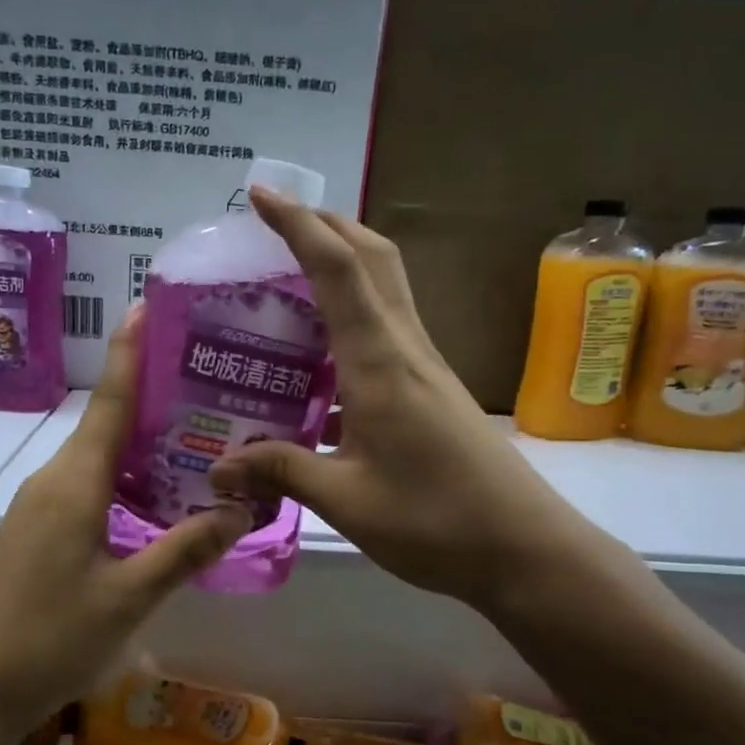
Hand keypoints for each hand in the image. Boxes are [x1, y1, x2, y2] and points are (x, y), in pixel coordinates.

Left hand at [0, 307, 251, 733]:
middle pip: (106, 425)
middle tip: (206, 382)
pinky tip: (153, 498)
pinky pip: (85, 487)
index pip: (110, 402)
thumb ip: (185, 550)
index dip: (131, 352)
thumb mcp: (129, 597)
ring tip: (194, 437)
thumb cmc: (48, 638)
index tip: (148, 304)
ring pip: (96, 460)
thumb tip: (240, 510)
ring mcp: (38, 508)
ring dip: (139, 444)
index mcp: (74, 482)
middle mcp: (52, 481)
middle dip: (151, 398)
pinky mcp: (34, 534)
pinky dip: (122, 479)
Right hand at [208, 188, 614, 610]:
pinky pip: (385, 331)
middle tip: (273, 225)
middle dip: (325, 224)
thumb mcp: (346, 500)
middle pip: (371, 258)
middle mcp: (405, 349)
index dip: (297, 223)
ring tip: (286, 284)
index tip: (259, 194)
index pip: (337, 268)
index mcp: (379, 362)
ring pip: (383, 290)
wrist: (526, 550)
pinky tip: (316, 365)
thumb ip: (280, 472)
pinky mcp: (431, 391)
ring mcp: (424, 368)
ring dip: (341, 266)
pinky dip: (349, 320)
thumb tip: (219, 468)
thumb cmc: (436, 521)